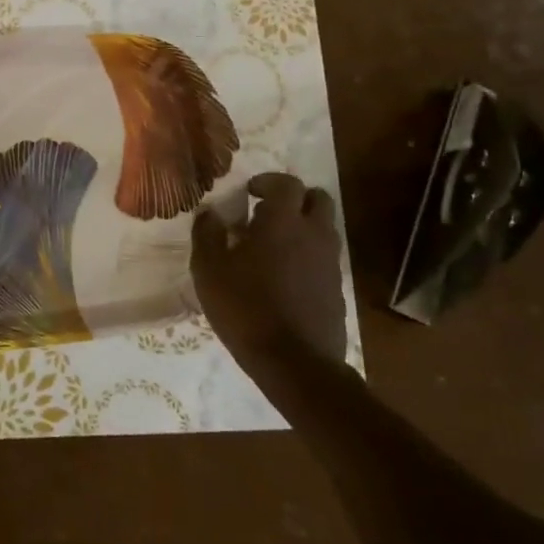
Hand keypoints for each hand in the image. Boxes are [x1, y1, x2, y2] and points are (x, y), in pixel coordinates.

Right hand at [192, 172, 346, 372]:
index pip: (286, 183)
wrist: (294, 362)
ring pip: (324, 228)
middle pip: (318, 199)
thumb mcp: (209, 269)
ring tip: (273, 245)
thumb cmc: (245, 307)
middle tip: (268, 212)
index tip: (249, 192)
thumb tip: (209, 213)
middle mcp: (313, 234)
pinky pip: (325, 258)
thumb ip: (207, 234)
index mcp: (283, 221)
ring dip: (303, 226)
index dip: (268, 181)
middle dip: (295, 198)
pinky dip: (308, 255)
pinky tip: (285, 276)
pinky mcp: (337, 289)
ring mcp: (330, 262)